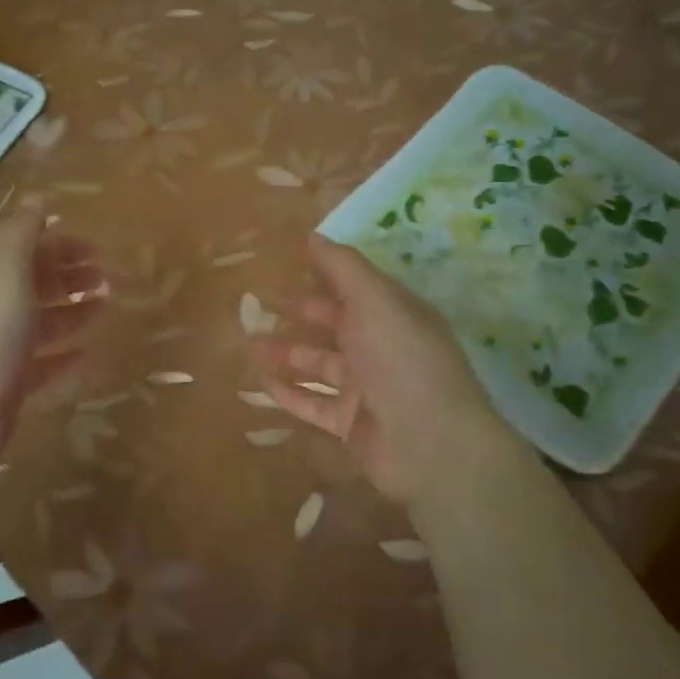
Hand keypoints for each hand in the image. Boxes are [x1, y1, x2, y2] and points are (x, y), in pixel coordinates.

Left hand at [0, 199, 104, 466]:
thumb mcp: (4, 269)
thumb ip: (21, 233)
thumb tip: (36, 196)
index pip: (26, 253)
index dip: (60, 248)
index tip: (97, 251)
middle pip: (35, 287)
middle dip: (70, 279)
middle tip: (108, 280)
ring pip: (42, 326)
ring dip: (73, 314)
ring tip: (106, 308)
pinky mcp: (8, 389)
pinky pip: (43, 369)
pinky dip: (66, 360)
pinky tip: (91, 358)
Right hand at [254, 235, 524, 504]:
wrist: (429, 444)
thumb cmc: (402, 360)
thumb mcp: (375, 300)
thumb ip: (343, 267)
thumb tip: (313, 235)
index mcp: (393, 313)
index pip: (354, 286)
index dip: (322, 273)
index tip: (284, 263)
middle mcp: (380, 347)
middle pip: (334, 325)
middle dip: (299, 313)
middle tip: (256, 304)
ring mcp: (365, 388)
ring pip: (318, 364)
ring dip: (286, 353)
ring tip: (250, 342)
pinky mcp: (349, 423)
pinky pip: (312, 403)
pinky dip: (288, 392)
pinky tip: (259, 380)